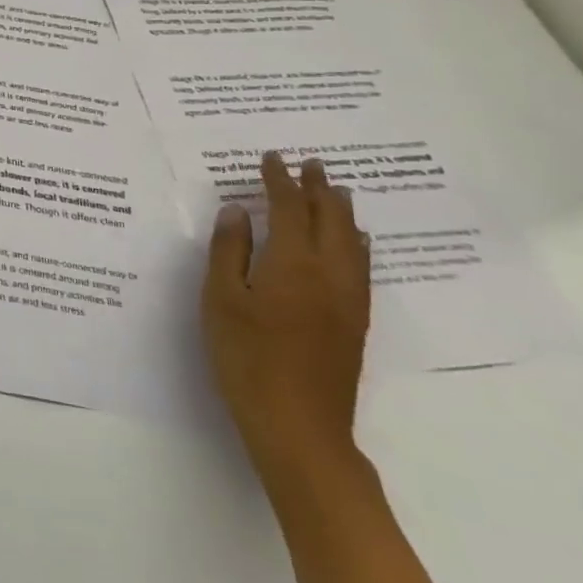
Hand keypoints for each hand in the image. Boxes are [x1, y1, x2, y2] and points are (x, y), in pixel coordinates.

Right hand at [203, 152, 370, 480]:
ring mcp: (348, 299)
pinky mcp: (354, 321)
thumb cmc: (247, 357)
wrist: (299, 425)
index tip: (271, 158)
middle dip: (318, 189)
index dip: (279, 180)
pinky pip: (361, 266)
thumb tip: (236, 210)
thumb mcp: (221, 299)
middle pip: (330, 219)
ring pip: (352, 241)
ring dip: (342, 212)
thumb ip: (229, 251)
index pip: (289, 208)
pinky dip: (357, 242)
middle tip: (310, 164)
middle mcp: (329, 273)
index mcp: (293, 263)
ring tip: (336, 191)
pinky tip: (355, 243)